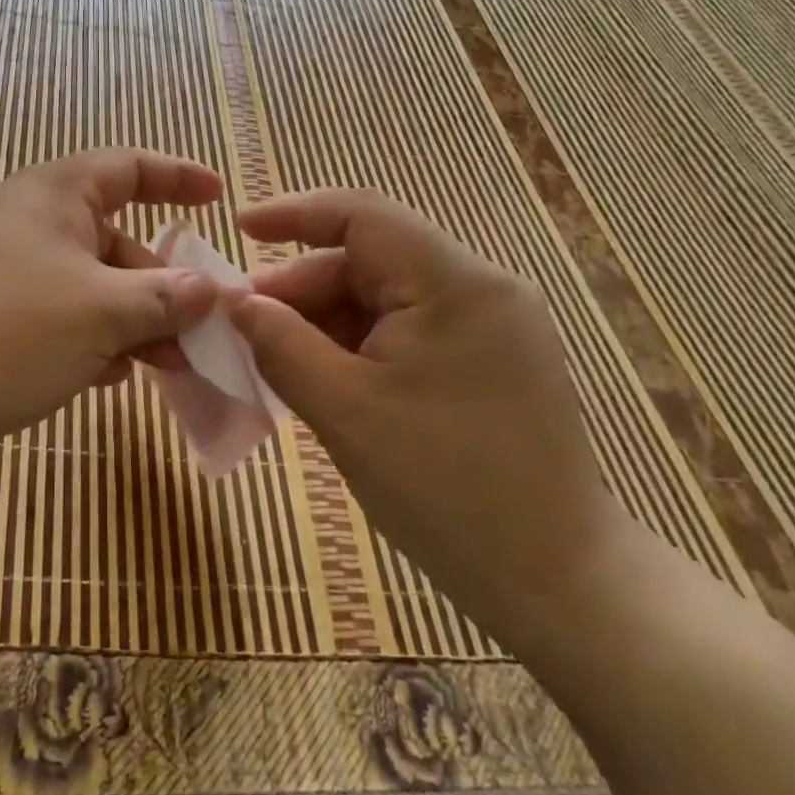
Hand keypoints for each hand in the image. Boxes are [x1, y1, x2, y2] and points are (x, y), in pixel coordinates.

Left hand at [0, 148, 224, 456]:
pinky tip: (108, 376)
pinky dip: (90, 338)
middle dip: (162, 285)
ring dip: (131, 320)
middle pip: (116, 239)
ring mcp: (5, 267)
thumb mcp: (103, 313)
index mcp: (57, 194)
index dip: (179, 178)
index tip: (219, 199)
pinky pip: (58, 314)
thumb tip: (214, 291)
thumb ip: (167, 298)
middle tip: (198, 331)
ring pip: (89, 284)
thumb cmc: (9, 332)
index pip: (130, 167)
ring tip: (165, 364)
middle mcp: (30, 220)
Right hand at [233, 189, 631, 636]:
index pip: (364, 215)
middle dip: (301, 290)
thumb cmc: (445, 490)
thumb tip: (238, 303)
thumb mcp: (344, 411)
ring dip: (325, 325)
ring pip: (384, 300)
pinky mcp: (490, 361)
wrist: (556, 583)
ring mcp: (490, 326)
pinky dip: (357, 348)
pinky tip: (323, 380)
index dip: (294, 212)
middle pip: (370, 262)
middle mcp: (480, 289)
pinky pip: (406, 332)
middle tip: (243, 329)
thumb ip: (281, 345)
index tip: (239, 227)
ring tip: (275, 363)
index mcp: (455, 284)